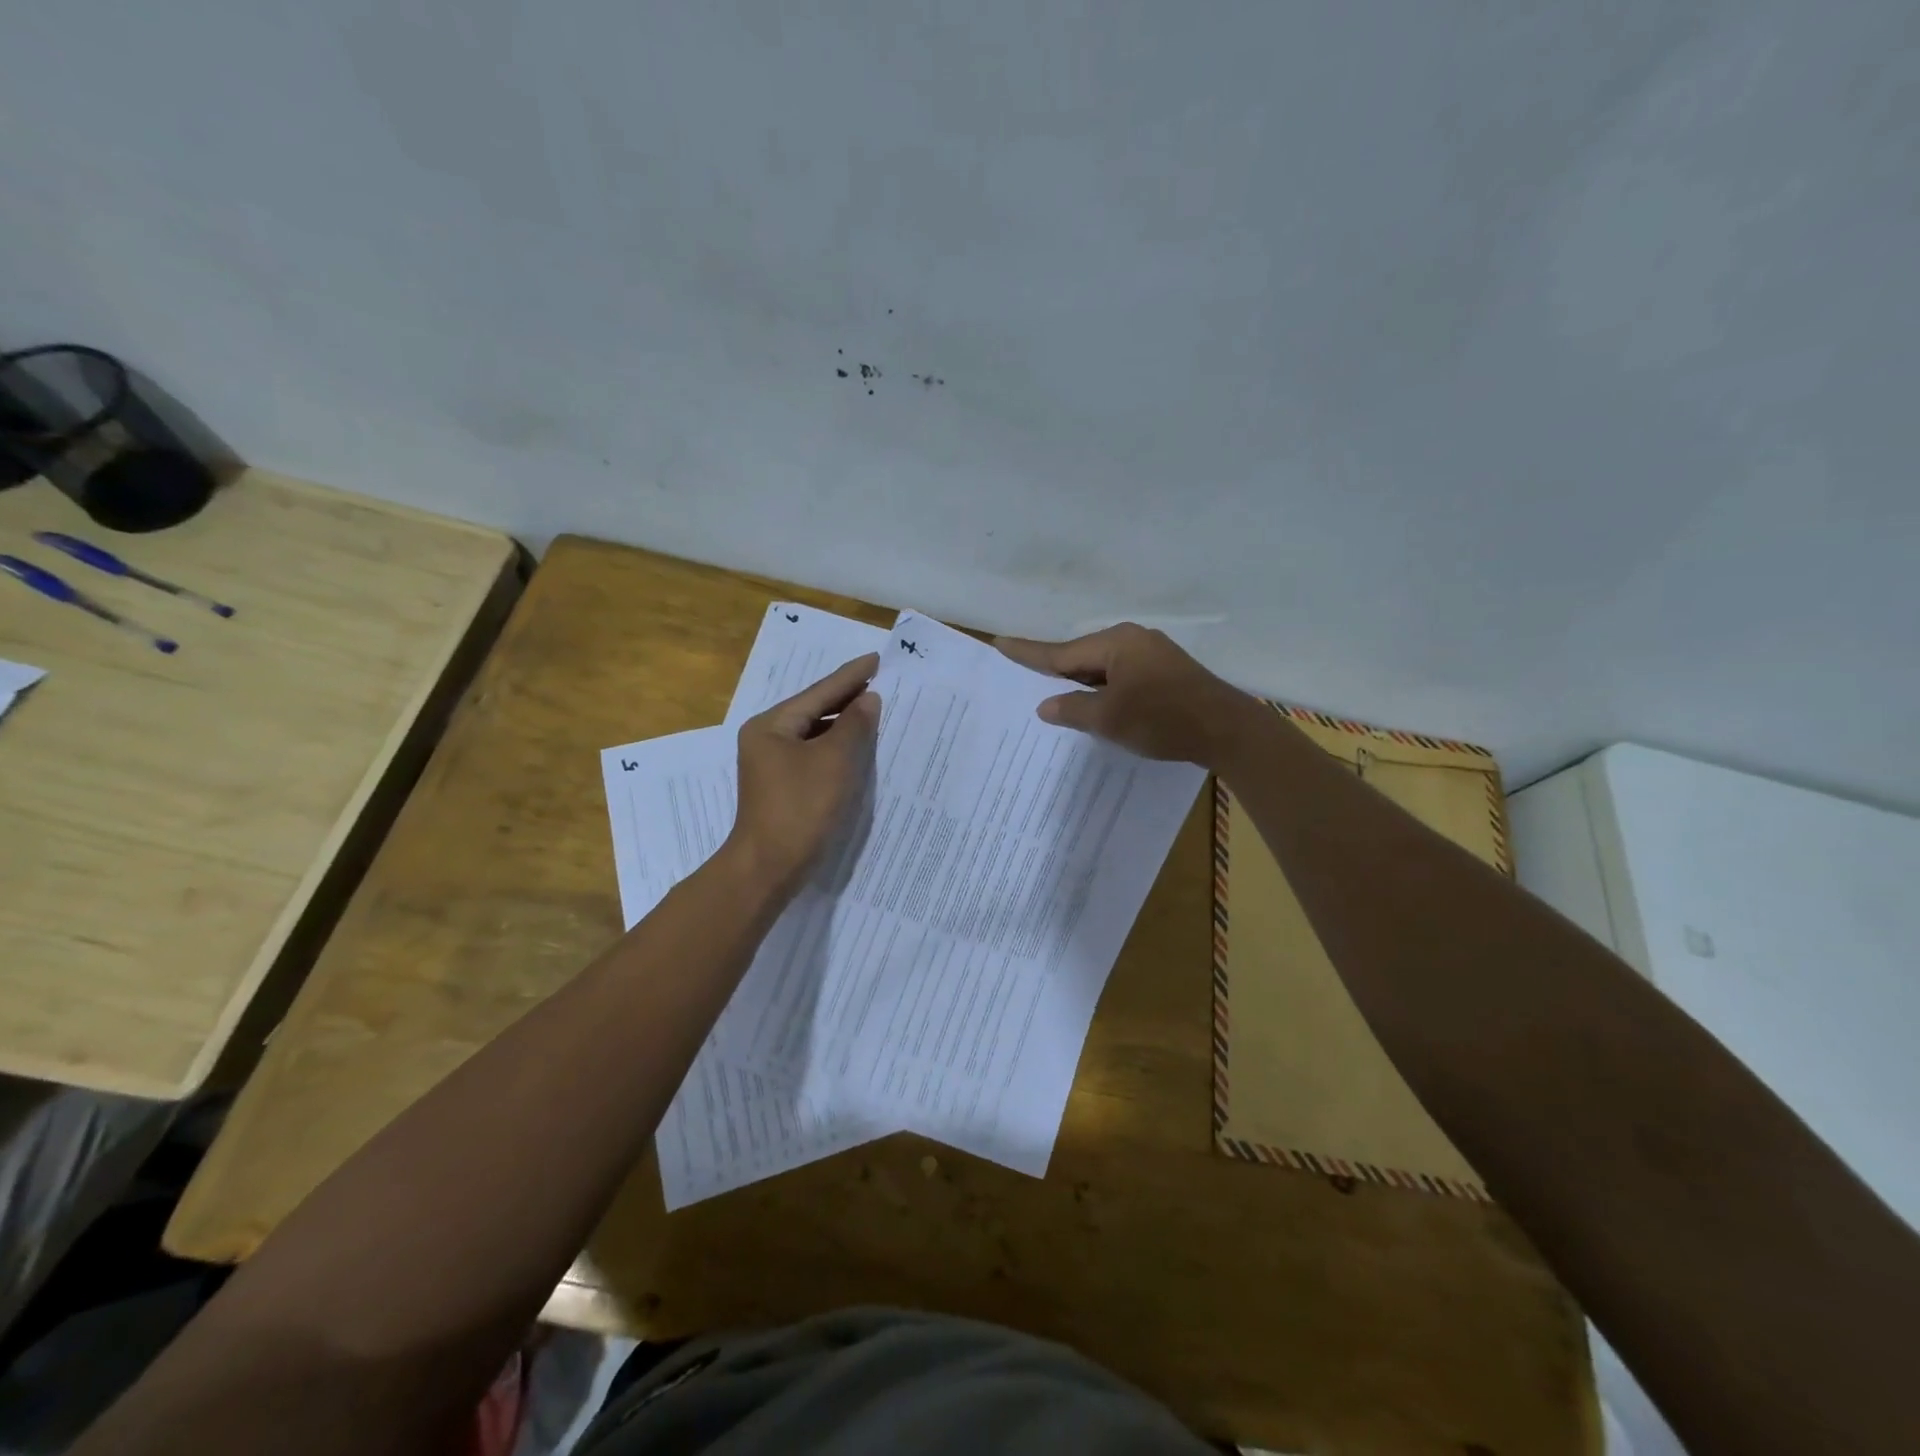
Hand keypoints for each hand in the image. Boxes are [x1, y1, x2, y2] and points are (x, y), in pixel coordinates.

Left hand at [728, 653, 880, 896]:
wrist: (768, 867)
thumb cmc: (800, 808)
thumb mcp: (834, 762)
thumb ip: (854, 725)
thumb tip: (868, 699)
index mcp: (771, 725)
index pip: (819, 692)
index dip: (851, 676)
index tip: (876, 658)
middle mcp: (766, 738)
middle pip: (814, 709)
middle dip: (847, 697)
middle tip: (880, 680)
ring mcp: (771, 763)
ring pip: (814, 733)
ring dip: (843, 724)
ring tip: (874, 709)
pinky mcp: (781, 785)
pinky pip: (813, 754)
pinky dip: (835, 747)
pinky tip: (856, 746)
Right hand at [995, 623, 1252, 765]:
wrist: (1226, 730)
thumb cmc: (1162, 719)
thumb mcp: (1109, 719)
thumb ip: (1073, 709)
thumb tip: (1046, 705)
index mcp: (1115, 643)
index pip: (1061, 652)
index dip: (1029, 653)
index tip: (1000, 643)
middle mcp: (1133, 640)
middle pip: (1082, 657)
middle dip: (1057, 671)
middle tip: (1024, 676)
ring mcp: (1152, 654)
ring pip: (1103, 668)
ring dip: (1082, 683)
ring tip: (1057, 696)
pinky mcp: (1165, 672)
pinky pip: (1121, 675)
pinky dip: (1104, 689)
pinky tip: (1096, 703)